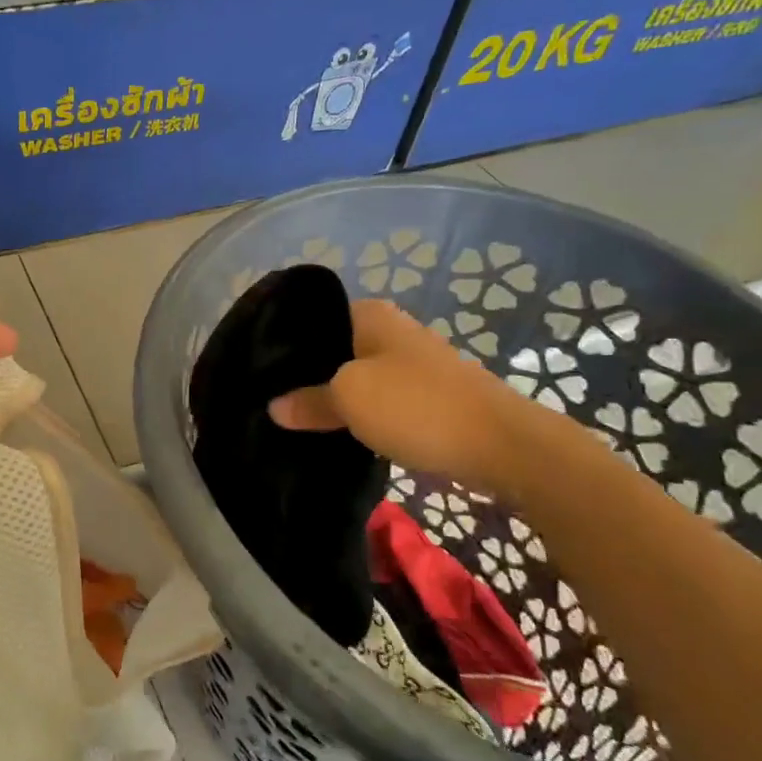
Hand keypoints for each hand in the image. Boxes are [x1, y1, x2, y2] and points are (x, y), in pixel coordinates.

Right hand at [269, 299, 563, 500]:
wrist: (502, 446)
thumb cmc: (417, 406)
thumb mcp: (349, 399)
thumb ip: (309, 401)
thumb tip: (274, 407)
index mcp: (370, 314)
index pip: (313, 319)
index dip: (285, 345)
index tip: (259, 373)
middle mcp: (391, 331)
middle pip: (334, 350)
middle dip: (306, 375)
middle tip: (270, 400)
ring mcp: (412, 364)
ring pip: (356, 377)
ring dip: (333, 397)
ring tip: (295, 419)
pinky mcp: (427, 396)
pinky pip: (379, 400)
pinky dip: (360, 414)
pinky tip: (337, 432)